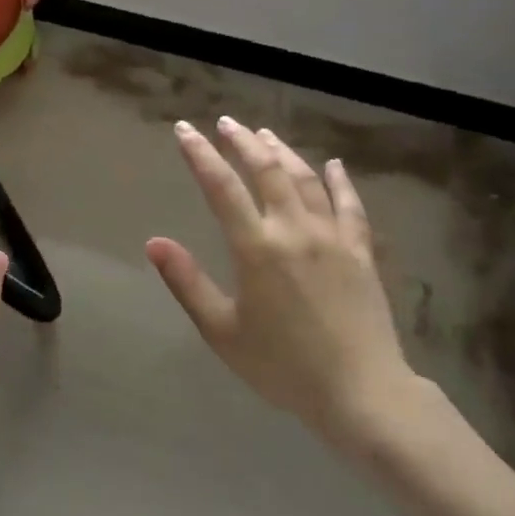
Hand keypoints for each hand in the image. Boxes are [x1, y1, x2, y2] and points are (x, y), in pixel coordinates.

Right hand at [146, 117, 417, 451]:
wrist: (360, 392)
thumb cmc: (282, 366)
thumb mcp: (222, 331)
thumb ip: (187, 282)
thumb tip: (154, 242)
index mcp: (257, 248)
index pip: (221, 187)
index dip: (200, 155)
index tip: (184, 130)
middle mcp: (294, 230)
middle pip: (266, 170)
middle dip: (242, 142)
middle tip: (226, 123)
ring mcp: (332, 237)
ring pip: (305, 179)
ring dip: (282, 152)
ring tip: (264, 134)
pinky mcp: (360, 251)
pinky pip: (350, 205)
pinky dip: (340, 181)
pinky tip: (333, 165)